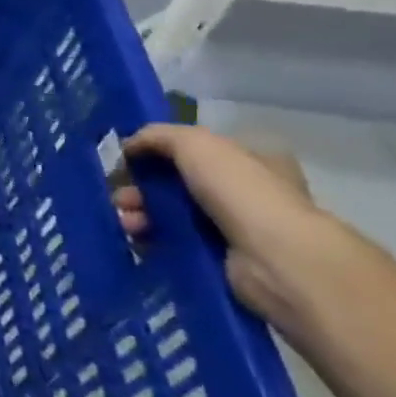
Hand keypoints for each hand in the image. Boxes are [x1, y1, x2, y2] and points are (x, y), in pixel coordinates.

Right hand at [112, 123, 334, 324]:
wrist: (275, 260)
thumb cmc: (241, 191)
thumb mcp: (196, 143)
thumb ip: (157, 136)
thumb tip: (128, 145)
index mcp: (248, 158)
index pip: (194, 150)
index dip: (157, 153)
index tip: (127, 162)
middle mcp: (243, 191)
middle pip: (176, 183)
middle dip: (141, 188)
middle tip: (120, 197)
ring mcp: (233, 228)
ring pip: (171, 214)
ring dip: (141, 214)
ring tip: (126, 222)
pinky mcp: (219, 259)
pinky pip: (174, 244)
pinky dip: (151, 240)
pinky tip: (136, 240)